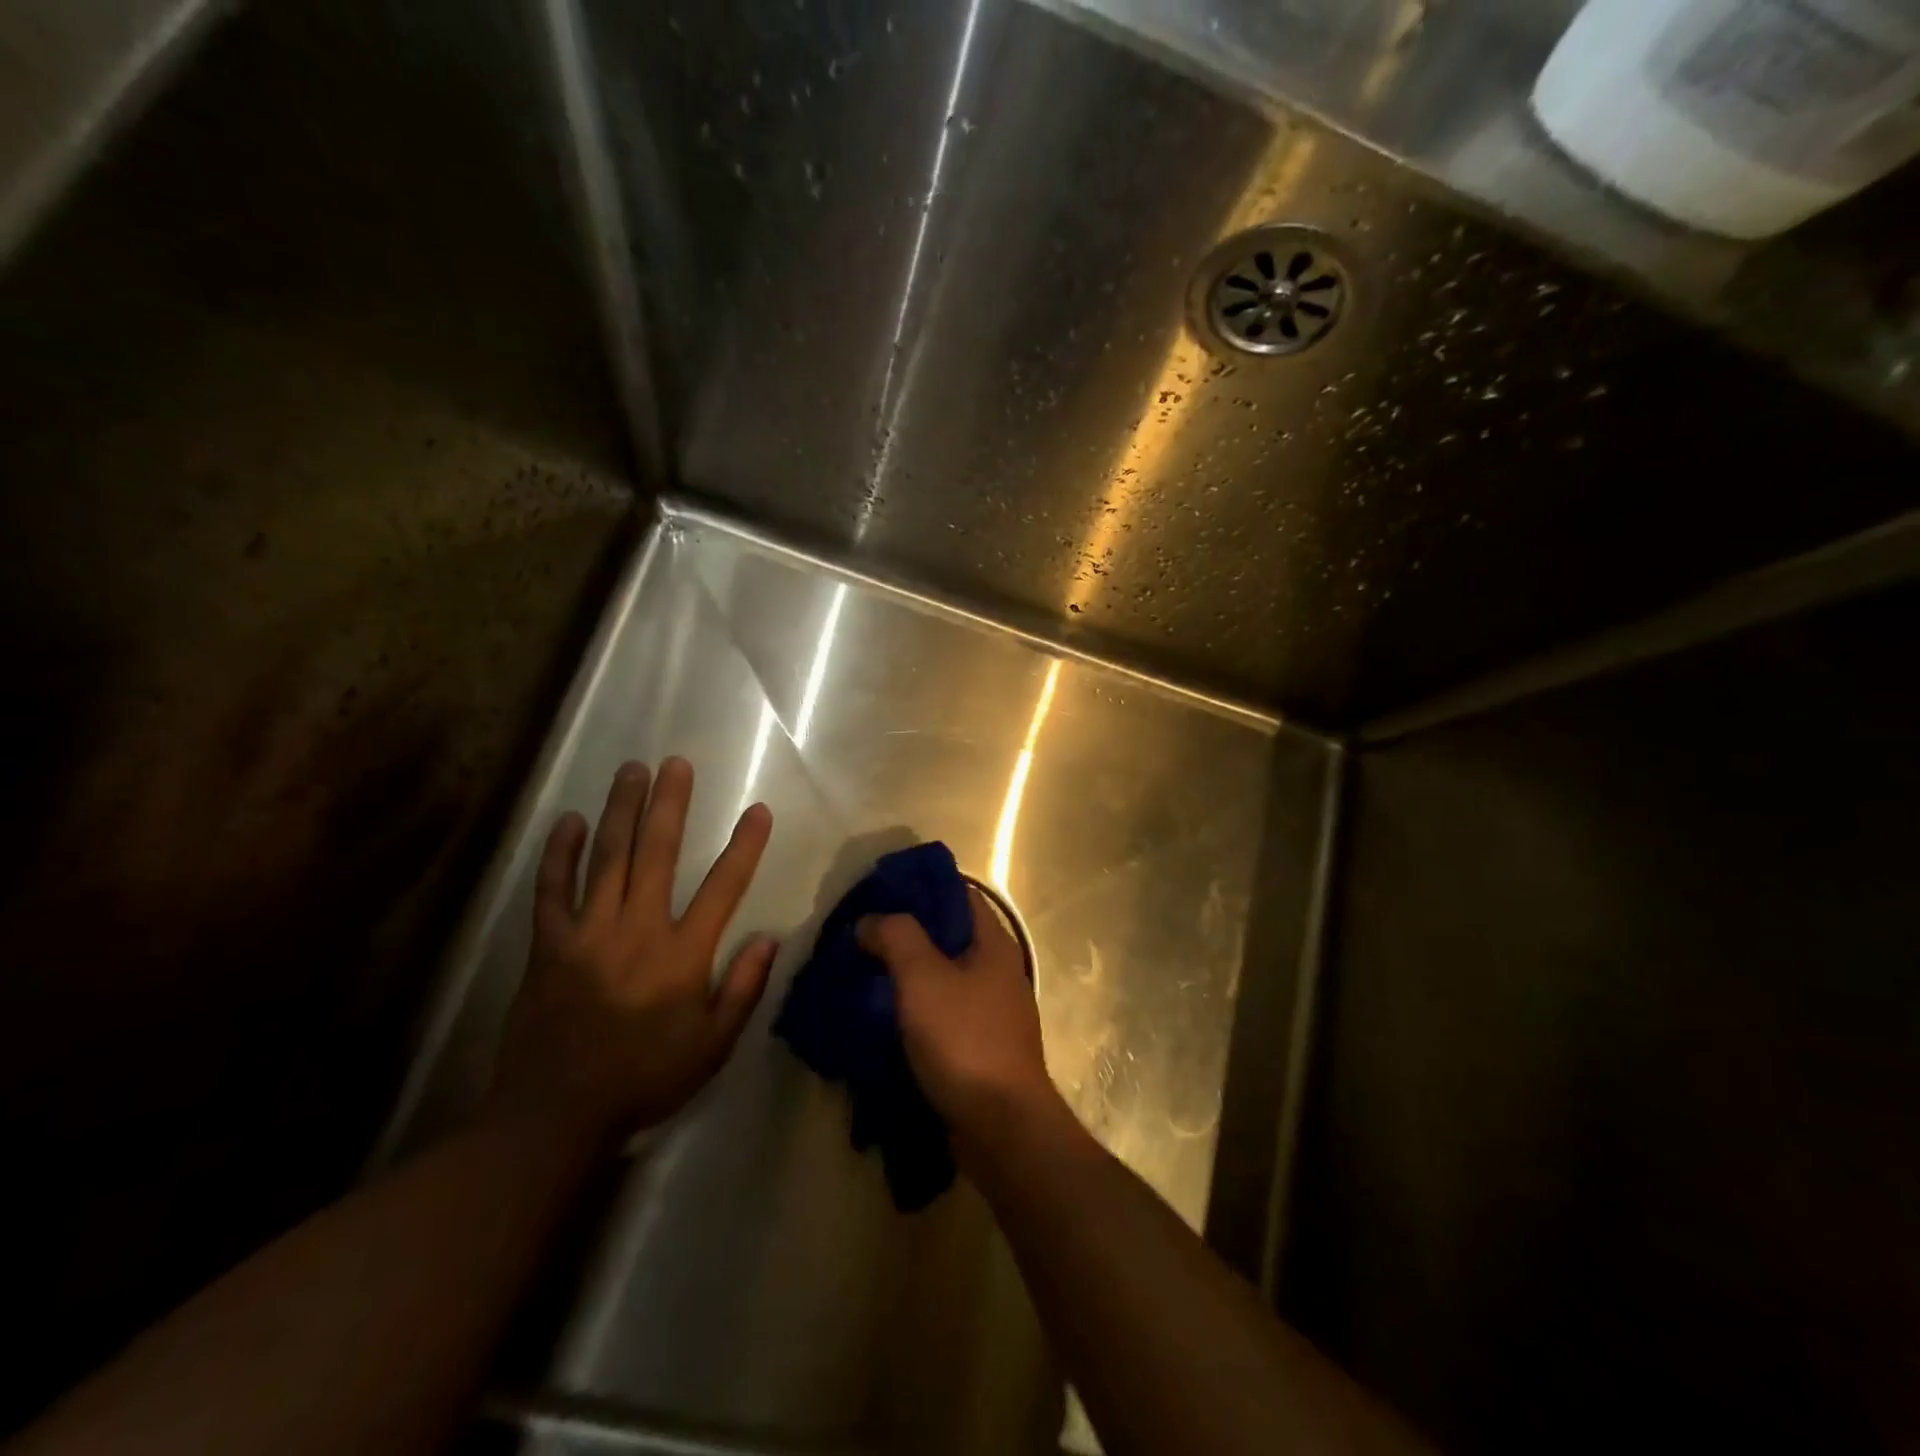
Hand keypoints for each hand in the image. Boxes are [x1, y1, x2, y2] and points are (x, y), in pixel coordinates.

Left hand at [492, 757, 775, 1141]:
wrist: (556, 1115)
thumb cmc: (645, 1078)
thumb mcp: (712, 1046)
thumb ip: (743, 989)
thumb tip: (769, 939)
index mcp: (682, 955)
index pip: (724, 887)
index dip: (744, 846)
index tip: (758, 810)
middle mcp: (637, 930)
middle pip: (657, 854)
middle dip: (669, 804)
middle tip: (675, 763)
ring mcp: (588, 933)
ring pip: (607, 858)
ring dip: (621, 811)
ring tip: (631, 771)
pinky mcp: (548, 945)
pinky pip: (552, 890)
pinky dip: (560, 854)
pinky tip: (570, 821)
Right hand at [857, 886, 1056, 1156]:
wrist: (1001, 1128)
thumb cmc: (965, 1040)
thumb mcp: (923, 978)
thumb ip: (896, 937)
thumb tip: (871, 920)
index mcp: (995, 945)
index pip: (959, 895)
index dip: (921, 889)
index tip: (880, 894)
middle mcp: (998, 972)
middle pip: (948, 938)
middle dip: (906, 936)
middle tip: (862, 937)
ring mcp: (992, 1013)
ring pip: (943, 979)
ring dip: (907, 976)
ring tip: (863, 974)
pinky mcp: (980, 1048)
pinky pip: (942, 1016)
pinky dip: (915, 1011)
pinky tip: (882, 1018)